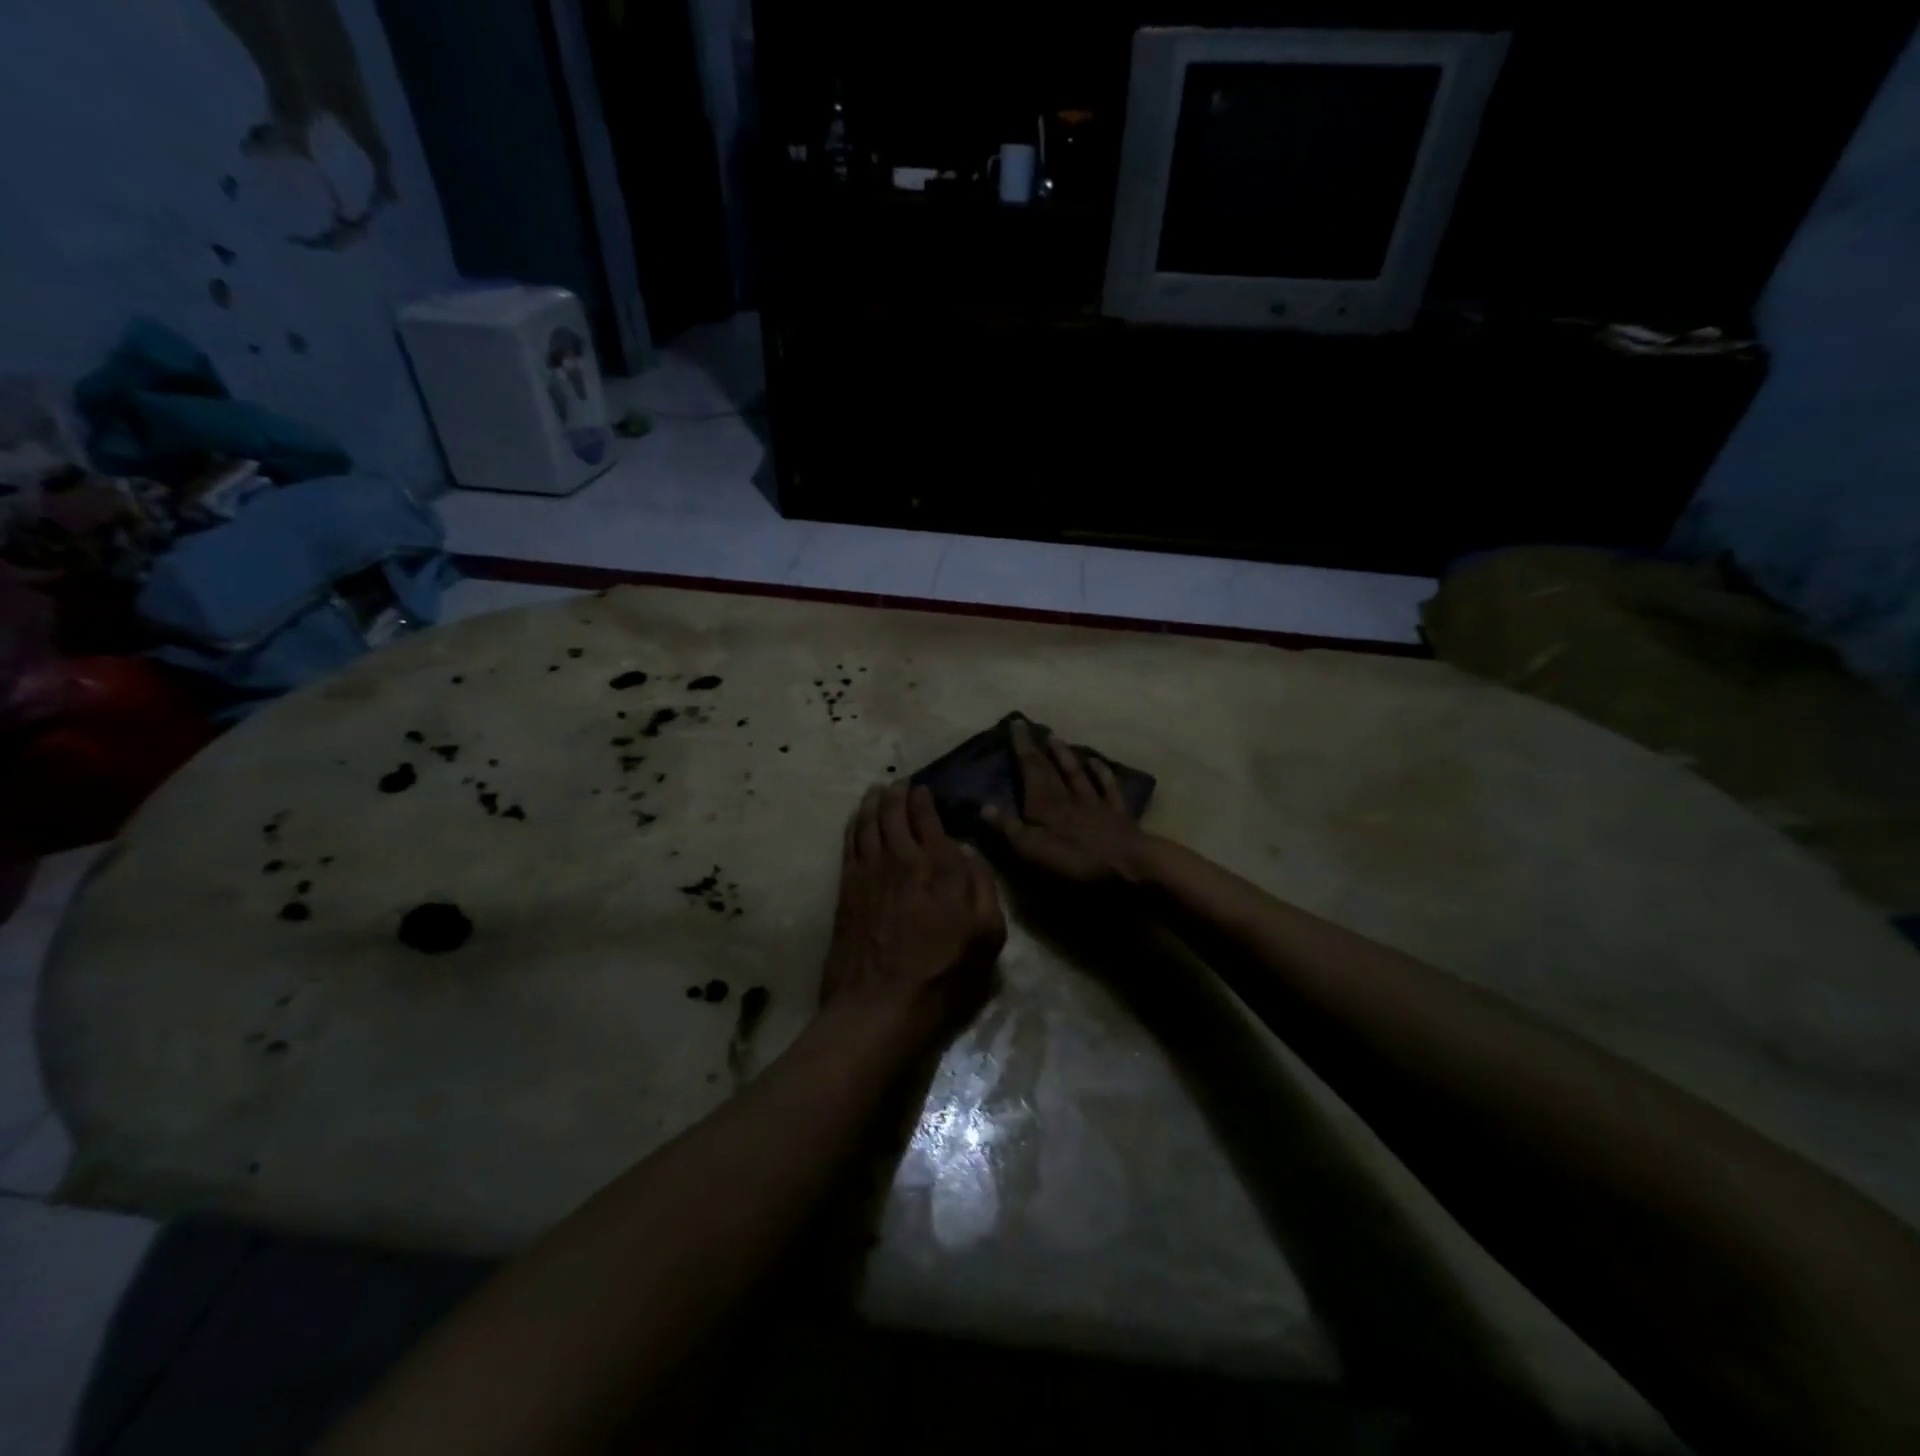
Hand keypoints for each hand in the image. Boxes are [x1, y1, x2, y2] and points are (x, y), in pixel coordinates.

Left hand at [821, 783, 1005, 1044]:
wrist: (880, 1004)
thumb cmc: (943, 973)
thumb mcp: (987, 936)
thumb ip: (982, 886)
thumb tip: (967, 851)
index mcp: (940, 865)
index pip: (928, 817)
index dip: (924, 799)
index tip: (923, 789)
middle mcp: (902, 858)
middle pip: (894, 812)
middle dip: (897, 793)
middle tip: (899, 784)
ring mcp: (869, 871)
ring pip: (868, 822)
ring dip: (872, 803)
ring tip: (876, 791)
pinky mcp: (847, 887)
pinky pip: (849, 843)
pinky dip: (854, 825)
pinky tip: (856, 819)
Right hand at [983, 718, 1151, 885]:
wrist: (1126, 863)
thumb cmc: (1074, 859)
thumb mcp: (1032, 849)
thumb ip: (1007, 827)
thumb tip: (983, 805)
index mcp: (1044, 804)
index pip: (1030, 769)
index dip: (1021, 747)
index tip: (1016, 723)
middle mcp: (1067, 796)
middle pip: (1050, 768)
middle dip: (1037, 747)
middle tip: (1031, 726)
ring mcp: (1094, 802)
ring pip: (1076, 772)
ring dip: (1065, 755)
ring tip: (1056, 737)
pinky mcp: (1116, 812)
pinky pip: (1107, 787)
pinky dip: (1101, 772)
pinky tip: (1097, 761)